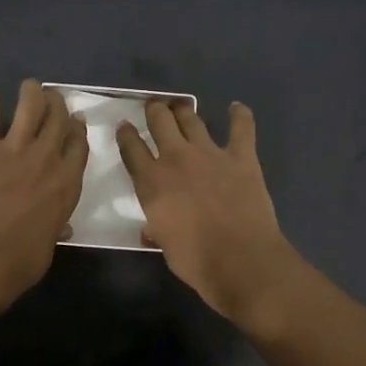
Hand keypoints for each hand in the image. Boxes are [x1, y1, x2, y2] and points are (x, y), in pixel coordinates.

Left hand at [0, 80, 87, 300]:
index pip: (79, 143)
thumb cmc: (22, 261)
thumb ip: (56, 225)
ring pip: (30, 104)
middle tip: (51, 100)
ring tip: (28, 87)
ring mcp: (14, 148)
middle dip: (57, 104)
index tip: (75, 121)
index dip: (77, 129)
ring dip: (31, 92)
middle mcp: (46, 157)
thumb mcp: (51, 243)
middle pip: (58, 117)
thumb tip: (60, 227)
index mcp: (68, 182)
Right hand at [116, 100, 299, 329]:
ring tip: (180, 106)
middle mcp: (176, 158)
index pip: (131, 148)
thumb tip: (151, 228)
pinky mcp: (241, 157)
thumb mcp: (163, 243)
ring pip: (192, 119)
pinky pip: (241, 128)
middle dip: (154, 110)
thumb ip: (156, 227)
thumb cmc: (194, 259)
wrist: (239, 259)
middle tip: (154, 108)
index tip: (124, 126)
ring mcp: (210, 153)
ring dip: (184, 110)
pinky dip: (240, 116)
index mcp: (152, 181)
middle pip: (160, 121)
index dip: (125, 134)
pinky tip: (237, 107)